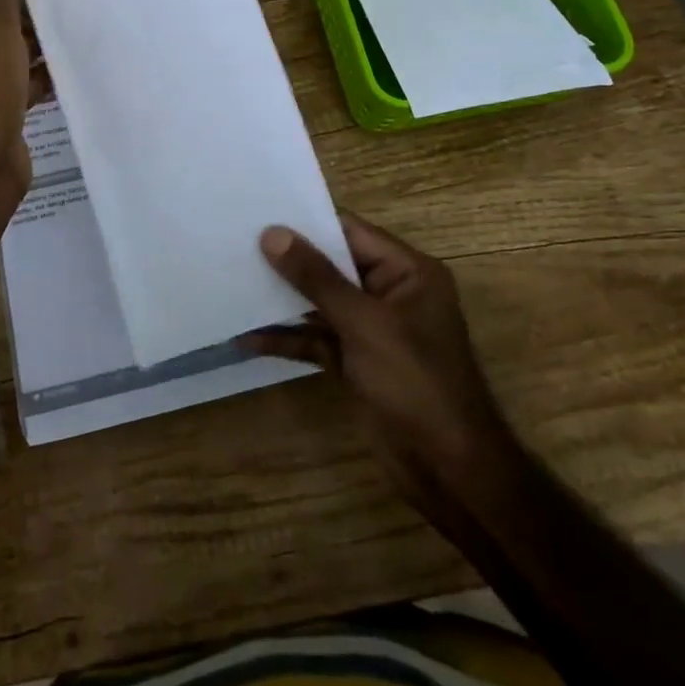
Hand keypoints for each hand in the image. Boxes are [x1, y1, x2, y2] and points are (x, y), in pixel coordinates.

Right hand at [242, 213, 507, 503]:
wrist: (450, 472)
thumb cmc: (416, 382)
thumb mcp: (364, 323)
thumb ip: (316, 277)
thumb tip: (272, 233)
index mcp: (407, 271)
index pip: (350, 232)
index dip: (307, 222)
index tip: (259, 213)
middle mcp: (390, 293)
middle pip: (332, 265)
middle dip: (289, 260)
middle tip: (236, 244)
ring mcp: (373, 330)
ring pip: (321, 303)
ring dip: (283, 300)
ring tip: (233, 282)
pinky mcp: (358, 363)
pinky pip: (318, 339)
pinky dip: (289, 338)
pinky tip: (250, 338)